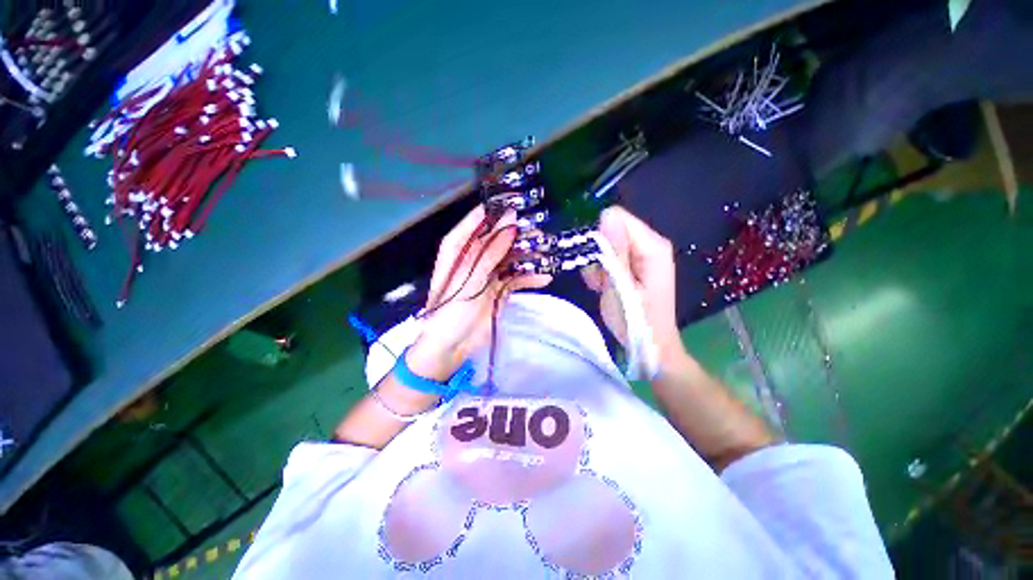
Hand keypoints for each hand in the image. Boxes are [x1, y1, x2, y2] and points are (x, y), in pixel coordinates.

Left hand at [411, 204, 551, 379]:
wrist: (452, 346)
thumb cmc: (451, 310)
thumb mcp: (470, 278)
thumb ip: (490, 251)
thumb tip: (510, 221)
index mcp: (458, 249)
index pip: (476, 221)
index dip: (495, 210)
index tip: (518, 202)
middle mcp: (474, 257)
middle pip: (498, 238)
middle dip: (518, 234)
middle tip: (540, 230)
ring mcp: (489, 273)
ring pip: (511, 256)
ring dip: (528, 256)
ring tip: (547, 254)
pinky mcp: (501, 288)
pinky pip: (517, 277)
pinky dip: (529, 277)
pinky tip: (545, 278)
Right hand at [582, 205, 683, 363]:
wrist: (650, 346)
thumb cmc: (636, 321)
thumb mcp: (620, 287)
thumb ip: (614, 251)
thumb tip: (606, 214)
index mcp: (652, 245)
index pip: (617, 217)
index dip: (600, 237)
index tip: (596, 263)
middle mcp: (651, 243)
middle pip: (612, 230)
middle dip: (598, 252)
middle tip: (598, 279)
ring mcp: (644, 254)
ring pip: (608, 244)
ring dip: (598, 264)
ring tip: (602, 286)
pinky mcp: (636, 264)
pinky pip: (611, 256)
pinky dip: (602, 270)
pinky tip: (605, 287)